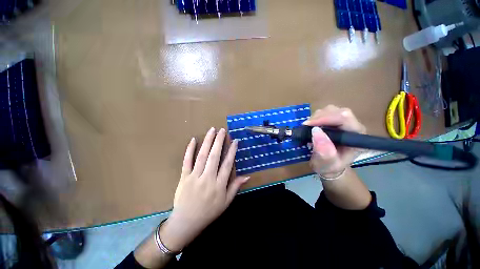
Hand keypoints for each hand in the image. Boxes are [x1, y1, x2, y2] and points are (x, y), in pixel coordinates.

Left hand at [159, 128, 248, 251]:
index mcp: (219, 185)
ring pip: (202, 155)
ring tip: (212, 130)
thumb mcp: (226, 202)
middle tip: (222, 130)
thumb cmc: (209, 212)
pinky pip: (187, 161)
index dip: (232, 151)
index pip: (228, 164)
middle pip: (214, 156)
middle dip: (219, 141)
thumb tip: (248, 176)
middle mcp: (208, 178)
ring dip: (207, 141)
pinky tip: (193, 140)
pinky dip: (190, 150)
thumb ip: (236, 187)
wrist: (187, 222)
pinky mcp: (184, 177)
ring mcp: (194, 177)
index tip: (235, 141)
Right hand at [303, 105, 365, 177]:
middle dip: (319, 117)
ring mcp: (343, 122)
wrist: (329, 165)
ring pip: (330, 110)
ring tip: (308, 128)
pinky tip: (311, 126)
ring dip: (316, 117)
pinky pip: (324, 113)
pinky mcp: (334, 121)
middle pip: (337, 111)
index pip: (344, 118)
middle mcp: (352, 126)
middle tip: (306, 127)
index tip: (308, 125)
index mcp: (356, 136)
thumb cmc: (330, 166)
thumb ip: (324, 151)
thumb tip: (315, 131)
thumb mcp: (327, 164)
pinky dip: (314, 118)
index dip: (325, 118)